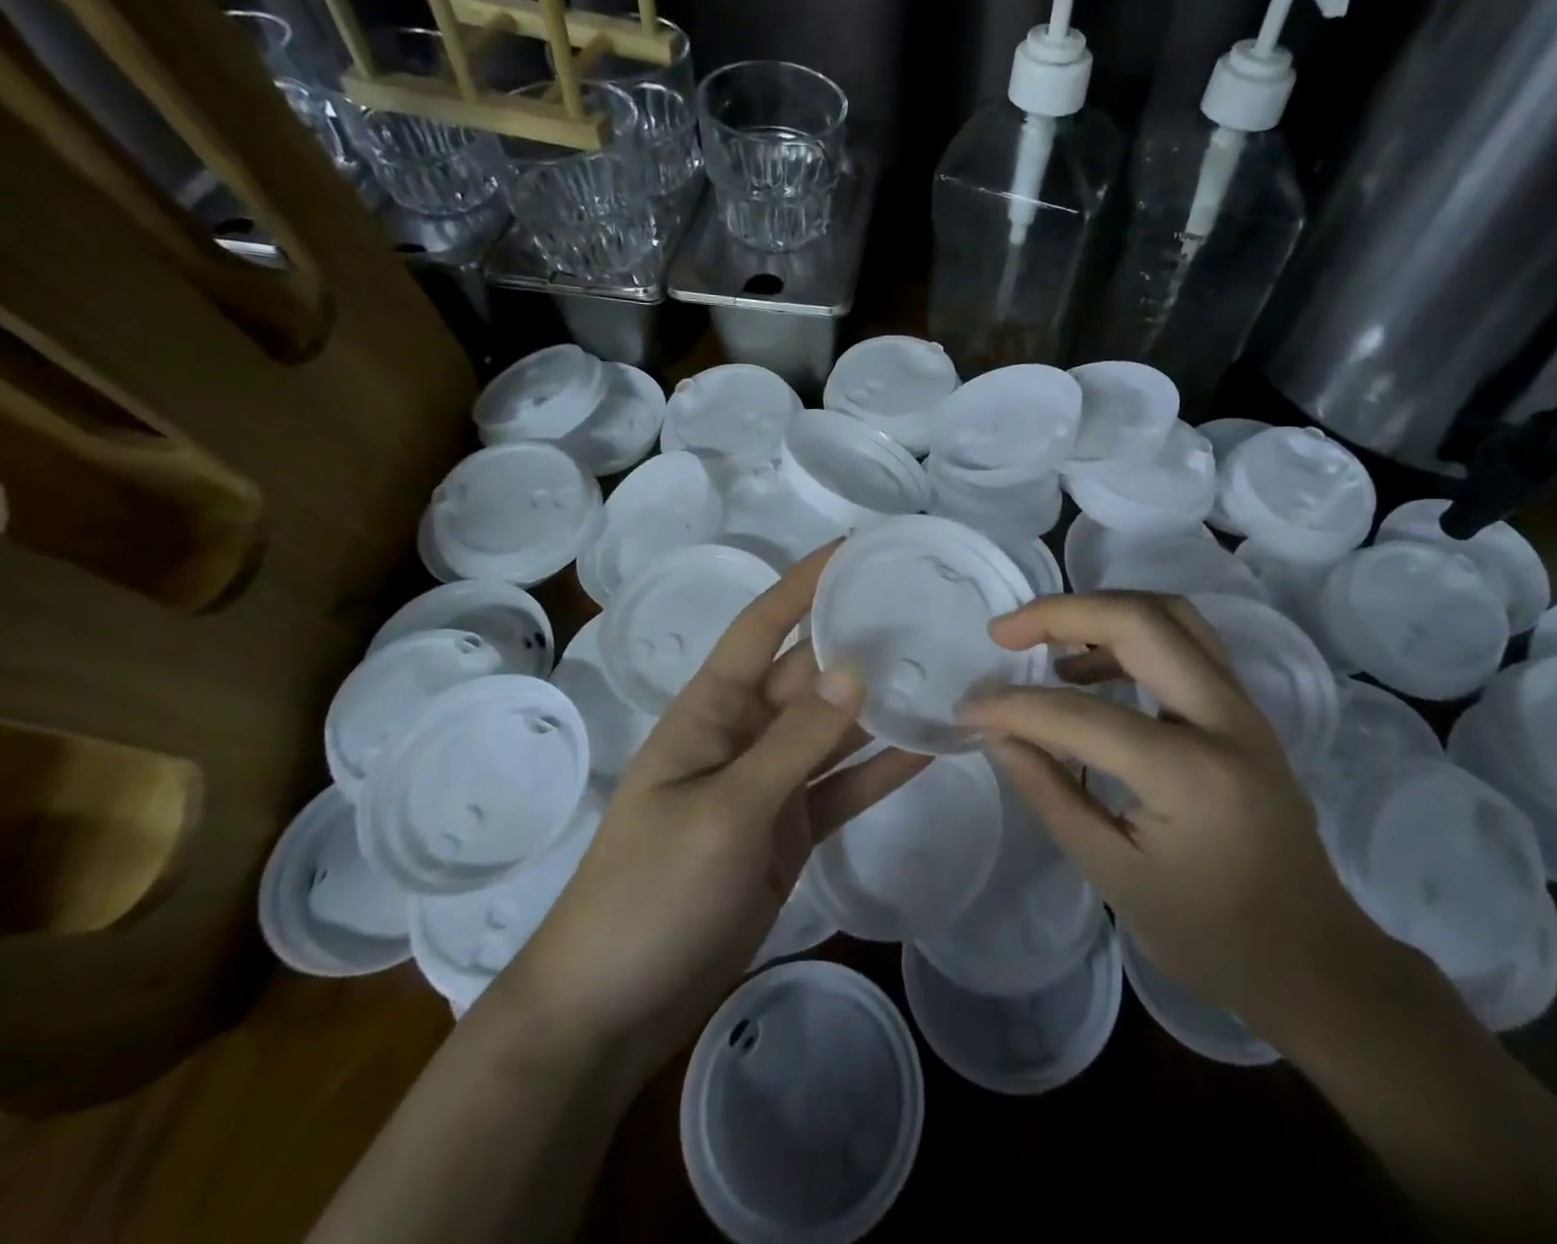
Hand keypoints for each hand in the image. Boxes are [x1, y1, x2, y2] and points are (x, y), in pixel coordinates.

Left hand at [499, 543, 928, 1077]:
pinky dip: (882, 770)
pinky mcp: (791, 830)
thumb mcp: (725, 810)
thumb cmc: (651, 891)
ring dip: (881, 705)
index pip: (763, 626)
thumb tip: (854, 668)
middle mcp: (744, 733)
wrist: (612, 1007)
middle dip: (860, 641)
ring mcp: (770, 784)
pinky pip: (843, 787)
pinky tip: (932, 748)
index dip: (805, 582)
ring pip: (834, 729)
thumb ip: (793, 742)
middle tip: (929, 611)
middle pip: (810, 673)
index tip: (857, 548)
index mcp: (712, 710)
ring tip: (944, 670)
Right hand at [960, 592, 1385, 1047]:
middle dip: (1061, 613)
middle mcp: (1226, 719)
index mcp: (1191, 773)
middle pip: (1140, 620)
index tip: (968, 708)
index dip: (1013, 707)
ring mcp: (1244, 707)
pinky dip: (1130, 634)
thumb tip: (998, 735)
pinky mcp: (1244, 710)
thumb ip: (1050, 793)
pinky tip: (1089, 670)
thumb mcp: (1113, 876)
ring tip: (1044, 644)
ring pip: (1170, 615)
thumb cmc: (1211, 936)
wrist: (1316, 959)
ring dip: (1099, 613)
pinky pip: (1184, 641)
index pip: (1081, 716)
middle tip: (1004, 633)